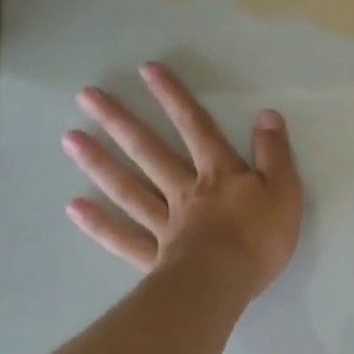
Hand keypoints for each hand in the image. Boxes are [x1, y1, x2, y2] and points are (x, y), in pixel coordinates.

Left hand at [63, 62, 302, 297]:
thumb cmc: (259, 238)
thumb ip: (274, 153)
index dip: (174, 97)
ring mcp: (165, 224)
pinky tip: (74, 207)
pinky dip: (99, 223)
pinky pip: (123, 237)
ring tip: (70, 139)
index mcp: (219, 174)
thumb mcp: (284, 190)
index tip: (146, 71)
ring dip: (100, 162)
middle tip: (87, 97)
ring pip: (129, 188)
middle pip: (150, 152)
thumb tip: (266, 114)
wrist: (224, 283)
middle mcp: (185, 191)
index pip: (196, 127)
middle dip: (120, 122)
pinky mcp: (155, 257)